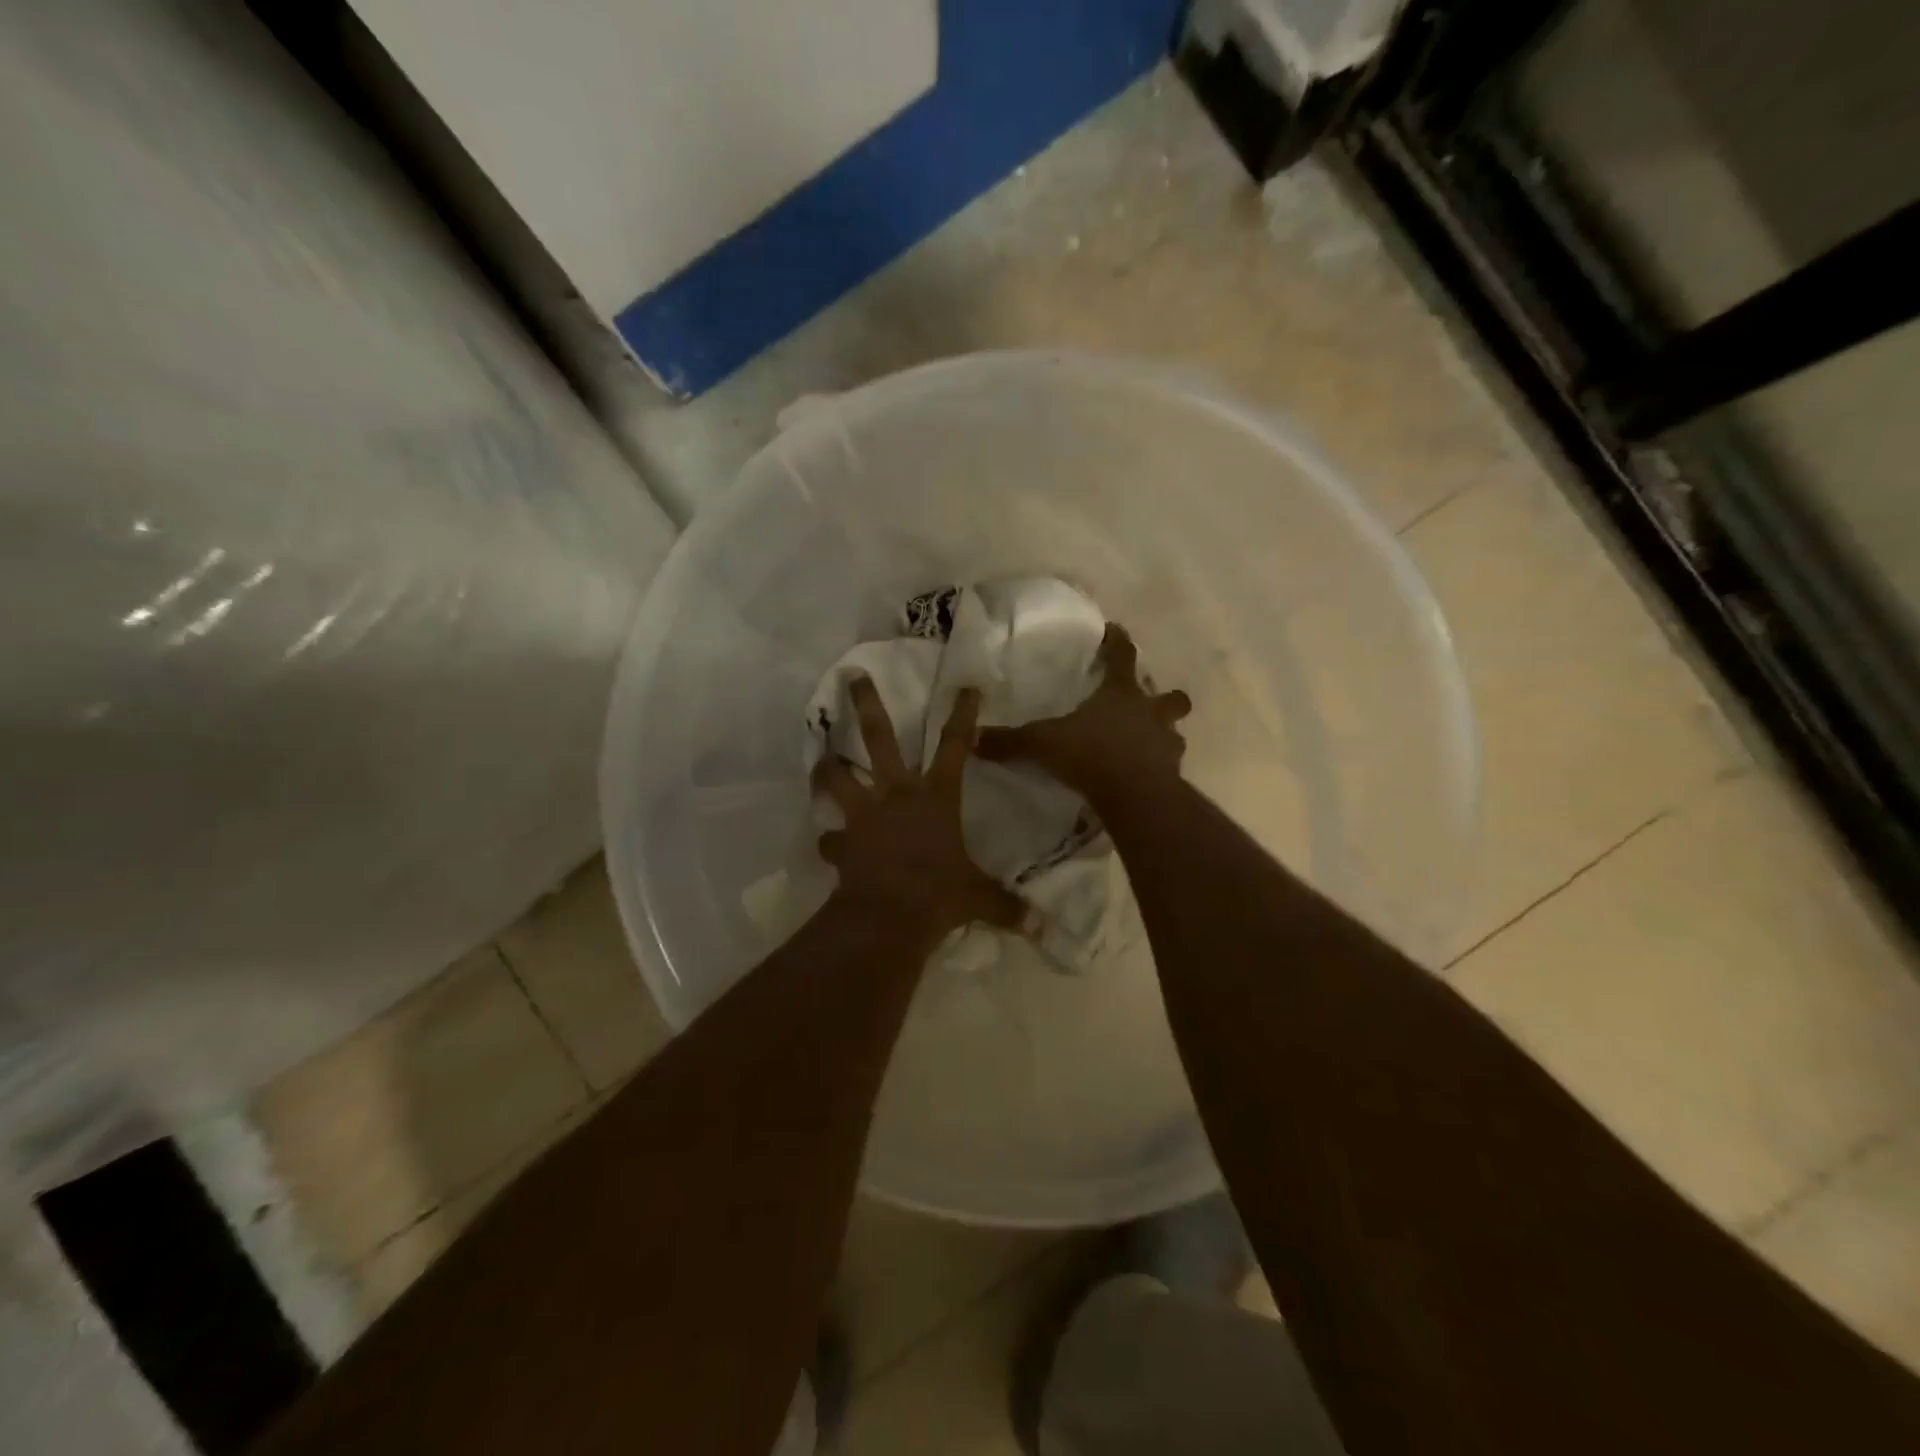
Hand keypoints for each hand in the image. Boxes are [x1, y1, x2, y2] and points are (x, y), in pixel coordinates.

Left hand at [812, 677, 1029, 939]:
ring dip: (827, 767)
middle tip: (851, 676)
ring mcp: (864, 815)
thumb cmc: (938, 895)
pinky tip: (829, 844)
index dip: (963, 715)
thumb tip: (1042, 928)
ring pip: (837, 777)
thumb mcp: (978, 898)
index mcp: (935, 797)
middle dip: (866, 704)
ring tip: (820, 756)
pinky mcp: (842, 841)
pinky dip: (830, 840)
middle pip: (878, 738)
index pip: (956, 747)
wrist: (886, 919)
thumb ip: (1006, 905)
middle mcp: (896, 794)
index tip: (966, 686)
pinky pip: (830, 838)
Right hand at [976, 623, 1190, 802]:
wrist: (1135, 796)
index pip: (1123, 656)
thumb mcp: (1043, 743)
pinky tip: (1145, 776)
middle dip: (1165, 698)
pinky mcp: (1172, 774)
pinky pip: (1169, 766)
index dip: (1118, 641)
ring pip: (1174, 733)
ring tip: (1146, 745)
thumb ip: (1011, 741)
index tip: (1115, 630)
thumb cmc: (1092, 755)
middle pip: (1171, 697)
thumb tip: (972, 737)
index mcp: (1121, 694)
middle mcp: (1150, 713)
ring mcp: (1166, 744)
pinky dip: (1160, 768)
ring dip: (1163, 735)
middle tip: (1149, 704)